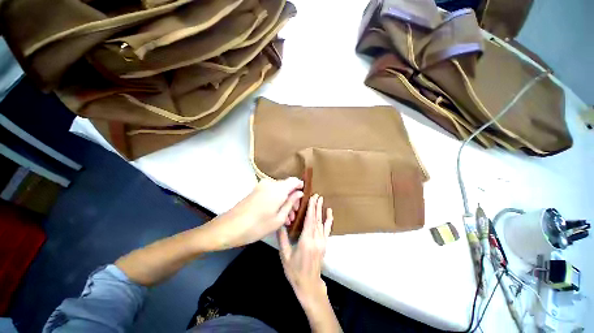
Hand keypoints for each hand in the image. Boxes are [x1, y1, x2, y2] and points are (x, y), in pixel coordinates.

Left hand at [204, 177, 303, 249]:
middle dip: (292, 198)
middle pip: (287, 186)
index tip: (303, 199)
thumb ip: (291, 203)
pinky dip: (276, 201)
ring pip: (279, 191)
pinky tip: (277, 214)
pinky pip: (271, 192)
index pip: (294, 180)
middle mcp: (270, 183)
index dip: (301, 187)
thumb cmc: (257, 226)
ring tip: (287, 218)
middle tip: (294, 214)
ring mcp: (261, 186)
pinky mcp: (256, 191)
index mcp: (278, 188)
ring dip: (284, 201)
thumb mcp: (279, 218)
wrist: (229, 228)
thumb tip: (299, 193)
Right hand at [278, 194, 332, 308]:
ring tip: (321, 199)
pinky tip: (330, 212)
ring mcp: (322, 241)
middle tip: (316, 194)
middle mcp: (316, 239)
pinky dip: (329, 220)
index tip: (311, 197)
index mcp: (306, 241)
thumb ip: (282, 238)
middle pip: (316, 219)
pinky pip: (327, 229)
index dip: (311, 208)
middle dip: (316, 205)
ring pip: (321, 222)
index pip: (309, 220)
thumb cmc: (295, 271)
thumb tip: (279, 223)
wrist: (309, 284)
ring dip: (321, 210)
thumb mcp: (285, 255)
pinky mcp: (324, 244)